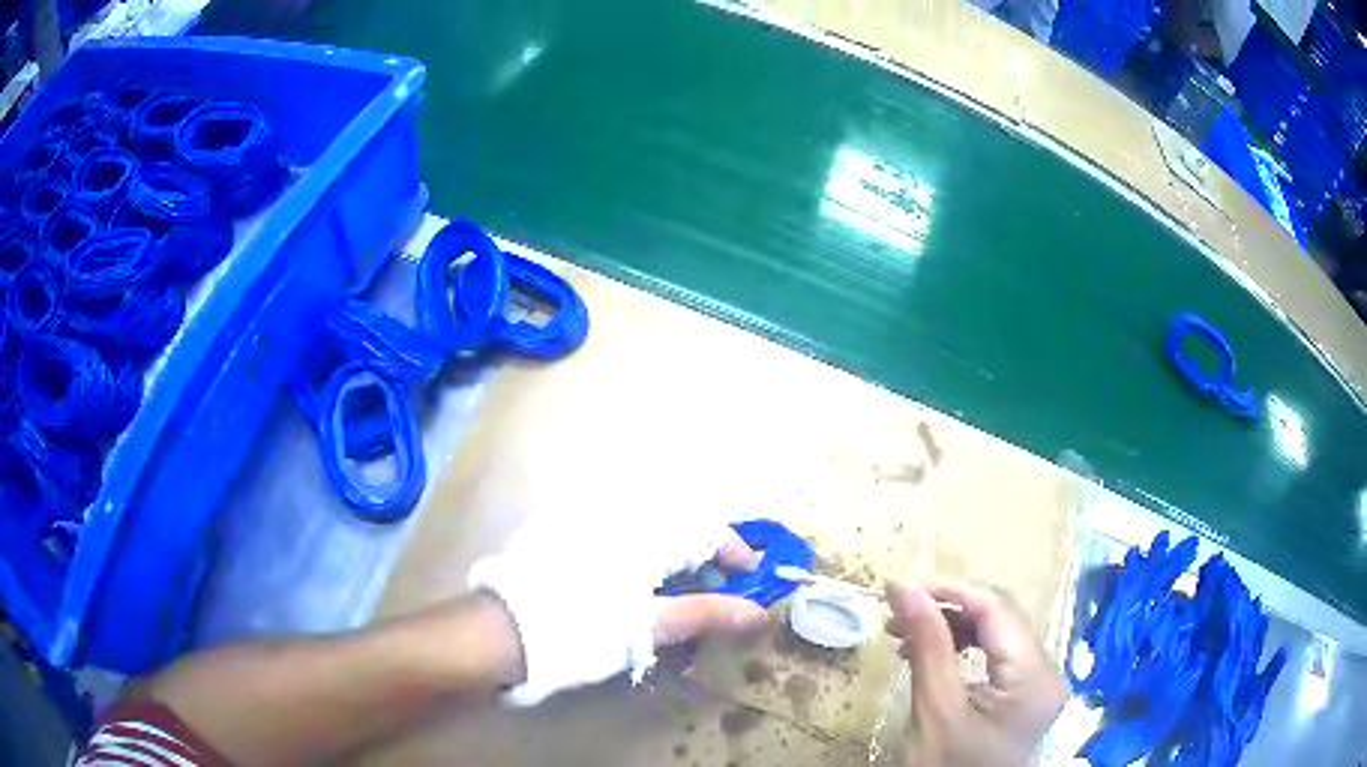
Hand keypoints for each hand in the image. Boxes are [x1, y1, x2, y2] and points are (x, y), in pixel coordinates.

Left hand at [469, 513, 767, 705]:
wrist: (504, 631)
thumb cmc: (582, 630)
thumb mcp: (648, 626)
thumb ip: (705, 614)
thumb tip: (759, 613)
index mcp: (642, 532)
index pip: (705, 528)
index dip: (733, 551)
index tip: (749, 576)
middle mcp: (616, 513)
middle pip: (677, 521)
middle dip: (702, 553)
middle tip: (712, 587)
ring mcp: (584, 517)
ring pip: (645, 523)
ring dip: (670, 551)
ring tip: (675, 588)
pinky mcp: (558, 528)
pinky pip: (612, 527)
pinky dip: (636, 549)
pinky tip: (631, 579)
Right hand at [888, 580, 1066, 766]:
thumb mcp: (936, 711)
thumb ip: (928, 646)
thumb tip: (905, 588)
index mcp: (1034, 675)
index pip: (997, 609)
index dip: (949, 591)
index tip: (899, 589)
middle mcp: (1047, 671)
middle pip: (1000, 620)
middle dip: (948, 611)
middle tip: (898, 616)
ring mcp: (1038, 684)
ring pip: (998, 636)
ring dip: (953, 629)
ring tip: (907, 638)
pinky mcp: (1025, 695)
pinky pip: (997, 658)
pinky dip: (964, 651)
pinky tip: (935, 657)